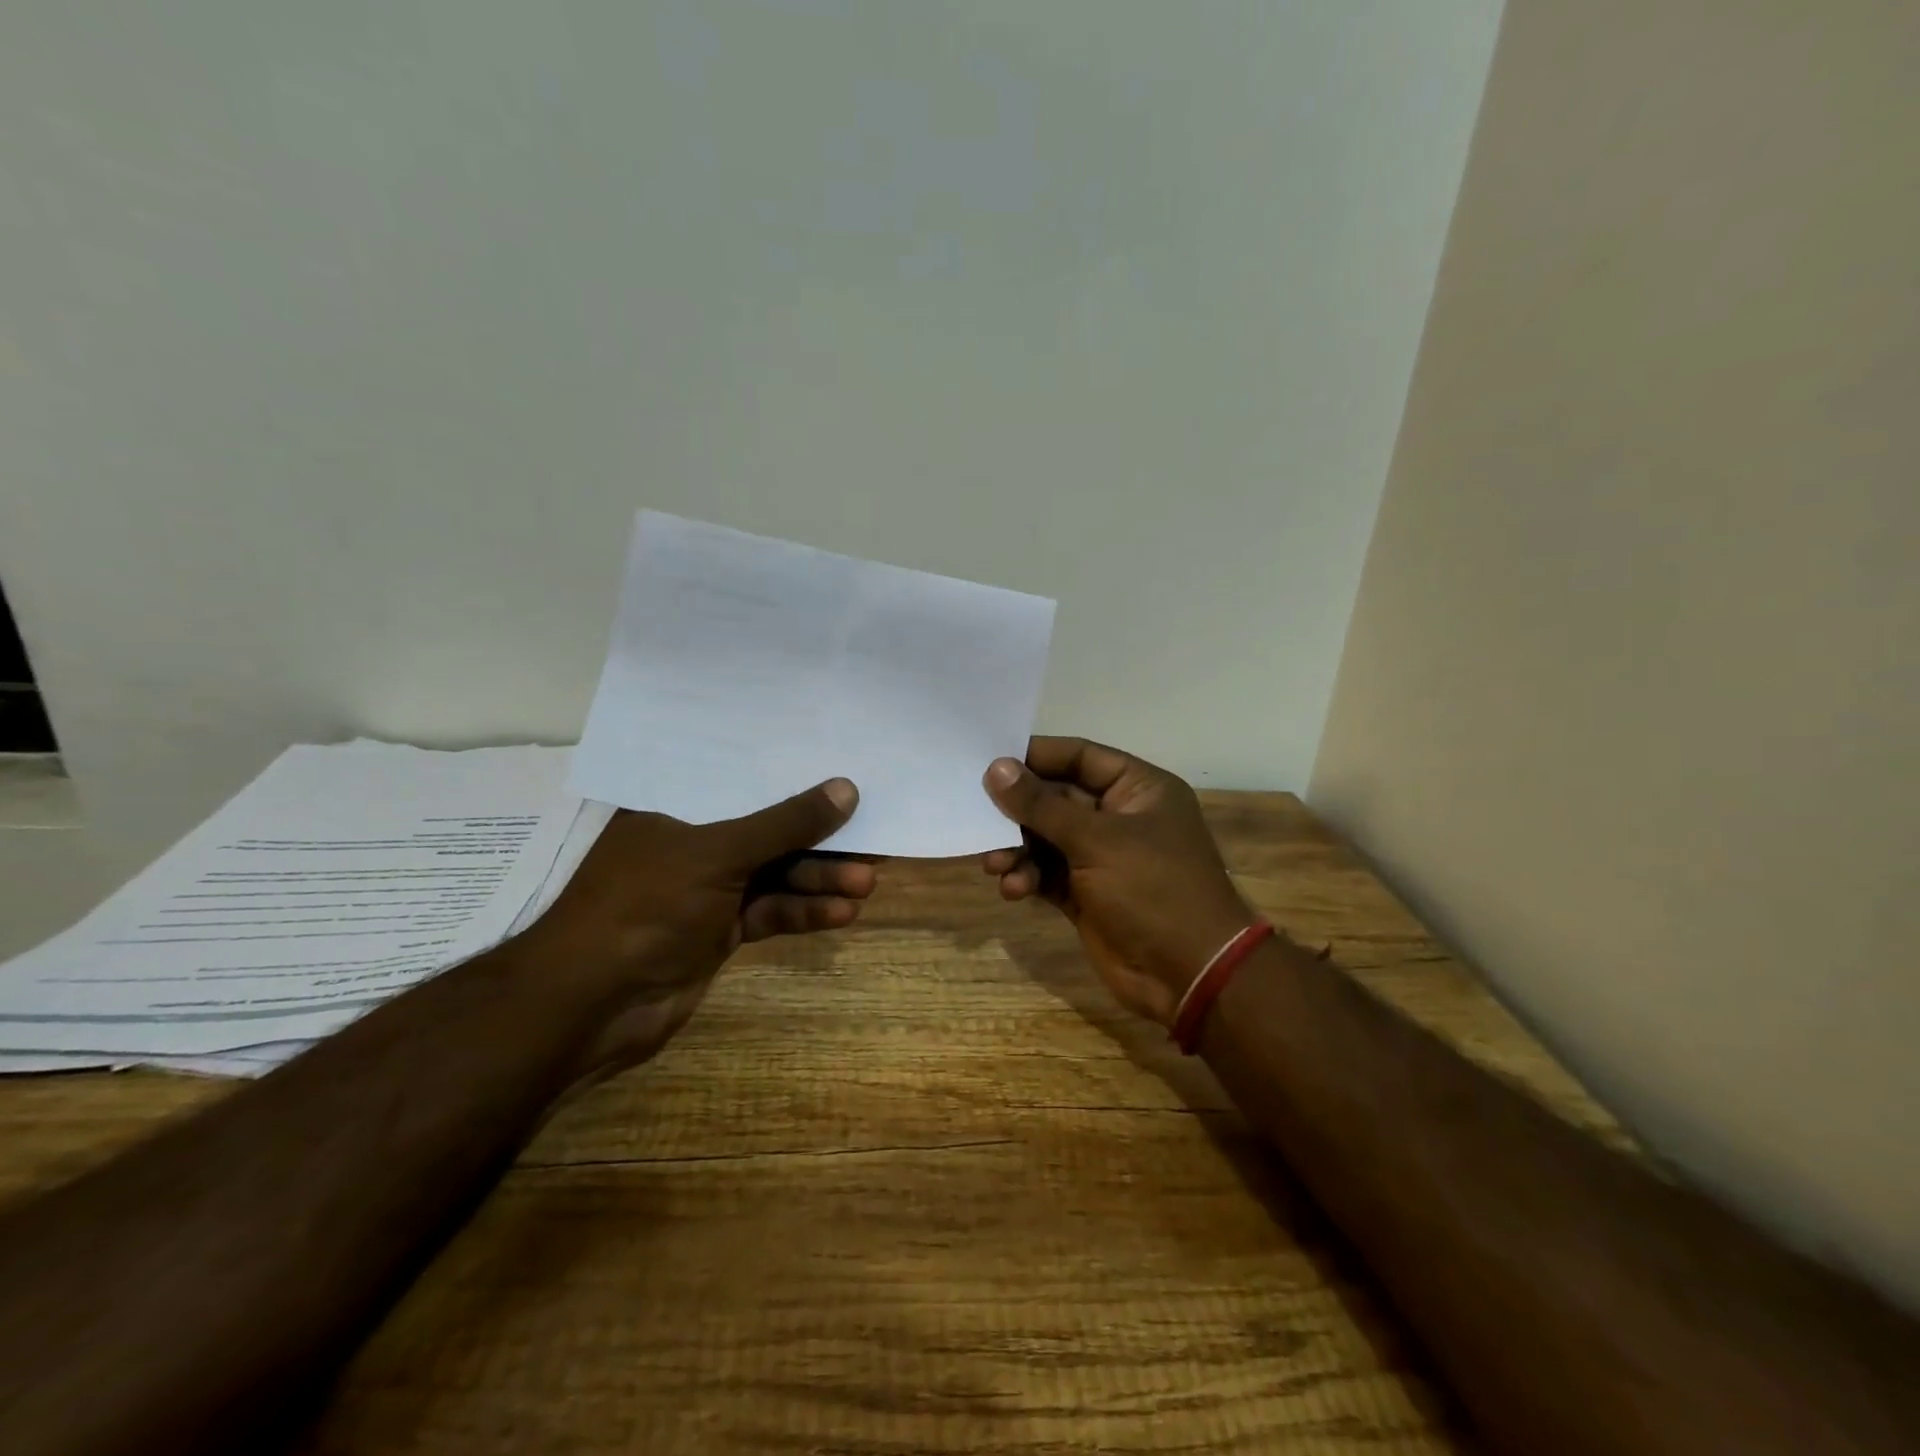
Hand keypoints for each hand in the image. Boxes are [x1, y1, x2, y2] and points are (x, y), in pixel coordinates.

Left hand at [520, 778, 873, 1072]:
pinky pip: (769, 913)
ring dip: (818, 880)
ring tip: (867, 882)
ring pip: (774, 876)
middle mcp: (691, 844)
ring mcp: (705, 891)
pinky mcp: (717, 933)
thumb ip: (784, 823)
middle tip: (870, 841)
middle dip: (818, 841)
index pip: (744, 781)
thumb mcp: (719, 854)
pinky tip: (842, 913)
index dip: (794, 778)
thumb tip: (847, 789)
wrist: (591, 1007)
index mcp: (675, 809)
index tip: (842, 774)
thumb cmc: (646, 906)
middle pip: (768, 832)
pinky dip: (802, 913)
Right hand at [982, 740, 1255, 1025]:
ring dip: (1018, 848)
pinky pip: (1047, 873)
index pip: (1080, 757)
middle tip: (978, 814)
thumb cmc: (1153, 890)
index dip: (1036, 756)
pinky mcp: (1087, 894)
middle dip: (1020, 810)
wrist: (1190, 976)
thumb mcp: (1097, 840)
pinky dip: (1028, 877)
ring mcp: (1103, 858)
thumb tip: (996, 768)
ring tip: (995, 863)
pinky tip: (1014, 889)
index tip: (989, 760)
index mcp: (1138, 789)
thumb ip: (1042, 805)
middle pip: (1057, 798)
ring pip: (1047, 839)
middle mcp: (1120, 817)